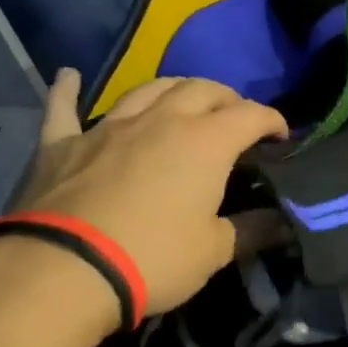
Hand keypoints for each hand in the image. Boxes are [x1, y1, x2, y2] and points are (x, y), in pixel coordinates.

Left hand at [12, 70, 287, 316]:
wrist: (65, 270)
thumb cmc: (154, 258)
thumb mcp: (213, 251)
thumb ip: (251, 230)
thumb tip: (283, 224)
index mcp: (205, 143)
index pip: (250, 115)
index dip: (272, 120)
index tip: (282, 135)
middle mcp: (160, 121)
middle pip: (200, 89)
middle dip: (226, 98)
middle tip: (236, 117)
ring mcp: (109, 127)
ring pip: (147, 89)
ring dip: (173, 89)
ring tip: (184, 100)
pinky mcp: (63, 144)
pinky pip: (65, 107)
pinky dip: (68, 89)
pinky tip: (69, 76)